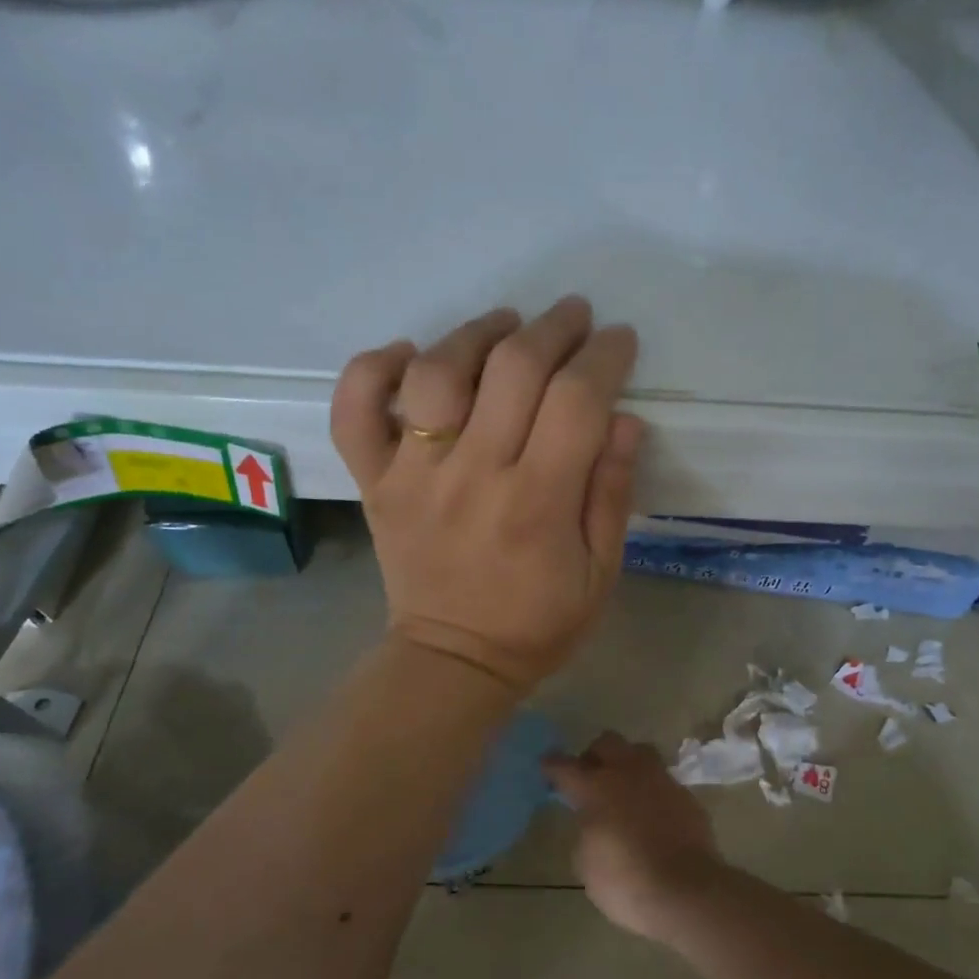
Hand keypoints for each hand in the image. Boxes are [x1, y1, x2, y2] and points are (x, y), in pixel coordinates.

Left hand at [331, 298, 644, 694]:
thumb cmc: (538, 623)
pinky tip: (409, 356)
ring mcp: (414, 475)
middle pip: (513, 369)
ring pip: (437, 373)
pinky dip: (373, 369)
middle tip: (573, 317)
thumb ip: (612, 494)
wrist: (453, 661)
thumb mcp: (601, 573)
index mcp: (538, 503)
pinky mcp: (375, 482)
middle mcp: (474, 475)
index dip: (604, 357)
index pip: (576, 401)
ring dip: (475, 332)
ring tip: (505, 324)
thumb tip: (623, 419)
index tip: (618, 340)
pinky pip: (355, 411)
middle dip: (553, 328)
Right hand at [545, 732, 728, 942]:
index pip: (565, 766)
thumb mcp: (586, 863)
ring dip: (627, 764)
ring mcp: (661, 780)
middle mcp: (628, 773)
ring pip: (640, 752)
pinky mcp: (686, 795)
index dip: (552, 766)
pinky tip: (651, 813)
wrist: (686, 891)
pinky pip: (663, 780)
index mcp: (596, 787)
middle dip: (594, 755)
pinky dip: (652, 790)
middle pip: (607, 742)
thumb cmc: (626, 882)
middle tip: (590, 777)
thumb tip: (594, 822)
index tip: (547, 767)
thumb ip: (586, 832)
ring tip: (623, 789)